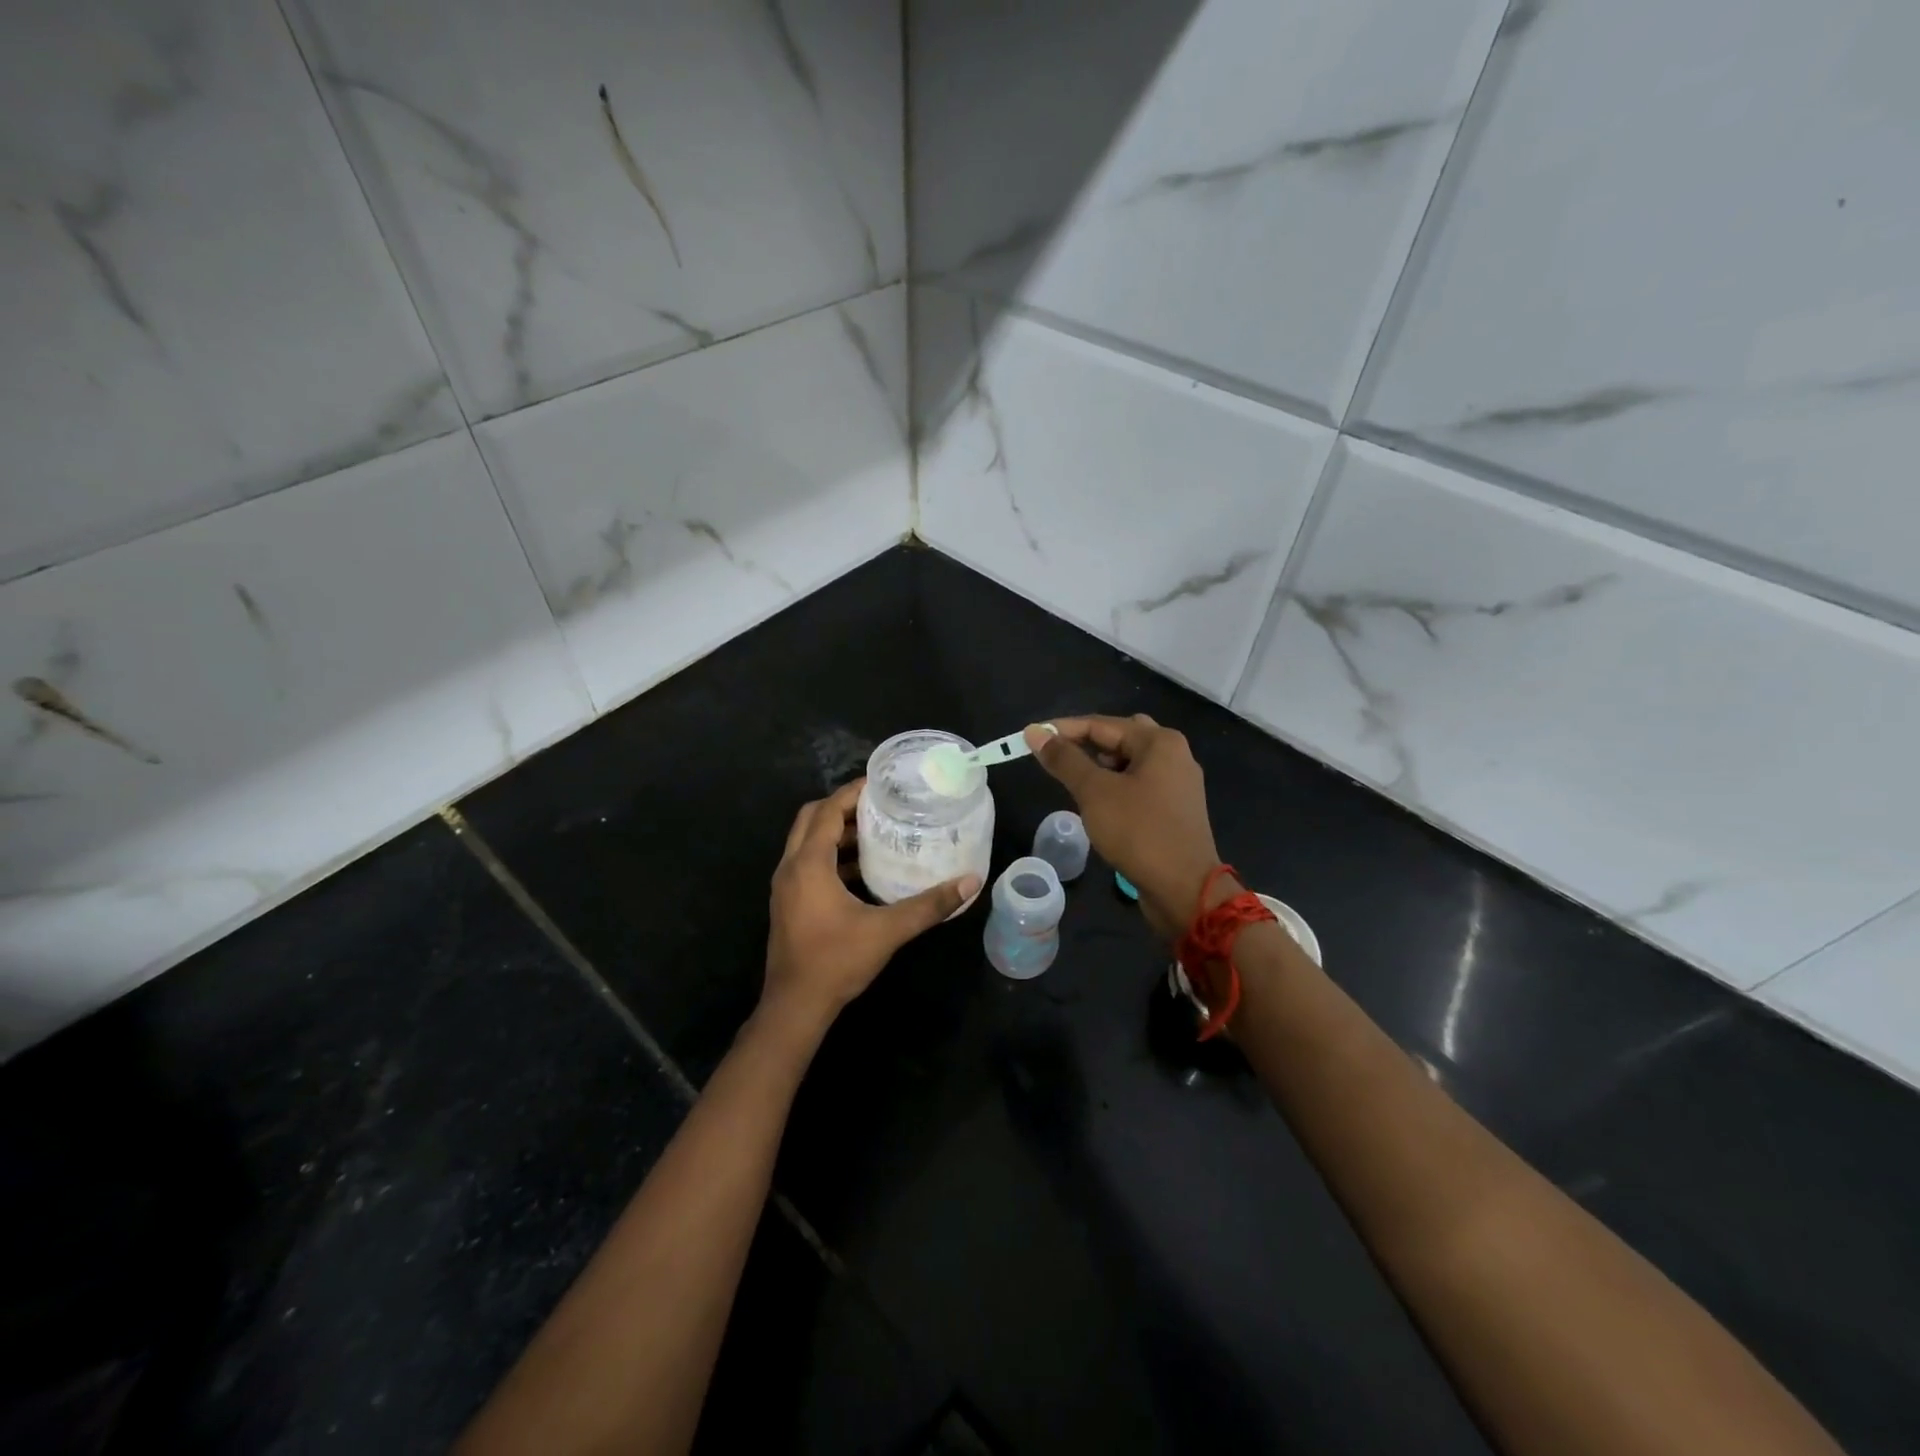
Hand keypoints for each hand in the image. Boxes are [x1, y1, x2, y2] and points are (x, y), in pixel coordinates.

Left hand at [762, 779, 981, 1033]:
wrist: (795, 1006)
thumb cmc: (836, 961)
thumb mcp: (887, 931)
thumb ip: (929, 905)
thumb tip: (969, 882)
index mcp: (808, 864)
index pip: (828, 811)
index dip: (852, 793)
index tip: (882, 783)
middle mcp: (790, 867)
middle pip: (811, 819)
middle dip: (842, 807)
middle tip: (879, 805)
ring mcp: (785, 886)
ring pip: (806, 842)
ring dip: (835, 832)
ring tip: (875, 830)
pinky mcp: (788, 902)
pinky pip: (807, 863)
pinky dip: (830, 855)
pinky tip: (861, 869)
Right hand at [1024, 715, 1223, 938]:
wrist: (1184, 889)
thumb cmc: (1139, 832)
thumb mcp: (1094, 792)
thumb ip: (1064, 760)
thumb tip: (1035, 732)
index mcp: (1159, 742)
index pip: (1101, 724)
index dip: (1062, 729)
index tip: (1030, 737)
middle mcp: (1174, 755)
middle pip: (1120, 738)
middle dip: (1086, 746)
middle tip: (1059, 761)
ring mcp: (1178, 784)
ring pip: (1130, 763)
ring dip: (1101, 768)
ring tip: (1076, 785)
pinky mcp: (1176, 810)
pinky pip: (1140, 785)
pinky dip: (1116, 787)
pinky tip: (1099, 806)